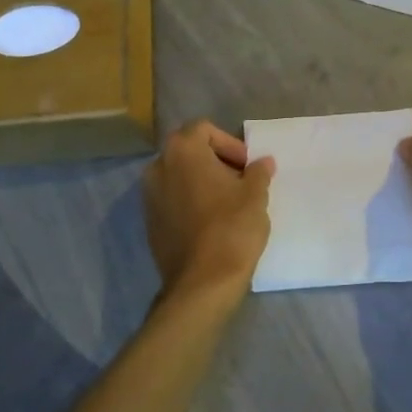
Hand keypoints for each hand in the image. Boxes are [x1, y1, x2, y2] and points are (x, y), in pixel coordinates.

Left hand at [143, 120, 275, 296]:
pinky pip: (172, 199)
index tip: (247, 167)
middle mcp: (158, 167)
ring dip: (201, 181)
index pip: (204, 129)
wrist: (202, 282)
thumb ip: (258, 172)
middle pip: (188, 150)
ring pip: (178, 176)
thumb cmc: (232, 229)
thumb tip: (262, 162)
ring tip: (227, 203)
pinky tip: (210, 222)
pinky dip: (189, 201)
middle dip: (215, 161)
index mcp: (182, 151)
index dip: (229, 144)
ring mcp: (149, 196)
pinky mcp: (149, 221)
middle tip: (240, 182)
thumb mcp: (255, 196)